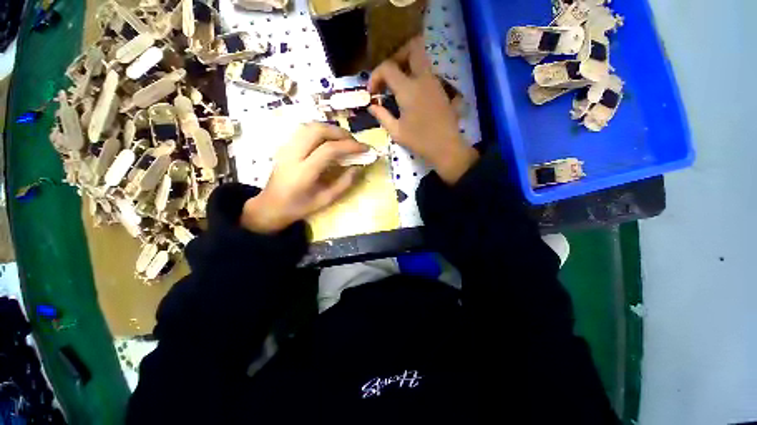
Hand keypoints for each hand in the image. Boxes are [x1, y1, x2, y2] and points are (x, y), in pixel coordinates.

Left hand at [241, 123, 366, 232]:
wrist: (270, 205)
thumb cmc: (299, 207)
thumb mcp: (326, 200)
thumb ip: (344, 183)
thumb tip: (359, 167)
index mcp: (303, 172)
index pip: (329, 150)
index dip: (349, 146)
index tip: (365, 148)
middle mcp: (292, 154)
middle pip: (318, 130)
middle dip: (340, 133)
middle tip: (354, 142)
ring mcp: (286, 147)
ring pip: (310, 126)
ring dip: (330, 129)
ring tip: (344, 140)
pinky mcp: (285, 145)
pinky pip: (304, 130)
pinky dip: (321, 131)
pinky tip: (329, 140)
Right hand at [368, 37, 478, 183]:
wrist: (446, 147)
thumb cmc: (419, 141)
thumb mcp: (396, 131)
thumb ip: (382, 115)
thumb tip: (371, 106)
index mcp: (408, 89)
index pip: (388, 67)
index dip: (375, 75)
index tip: (372, 92)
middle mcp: (423, 79)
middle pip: (412, 47)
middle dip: (397, 56)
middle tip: (389, 76)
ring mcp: (435, 82)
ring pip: (421, 59)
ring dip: (407, 66)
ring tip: (397, 87)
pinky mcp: (441, 89)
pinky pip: (427, 73)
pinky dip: (416, 76)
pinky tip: (410, 95)